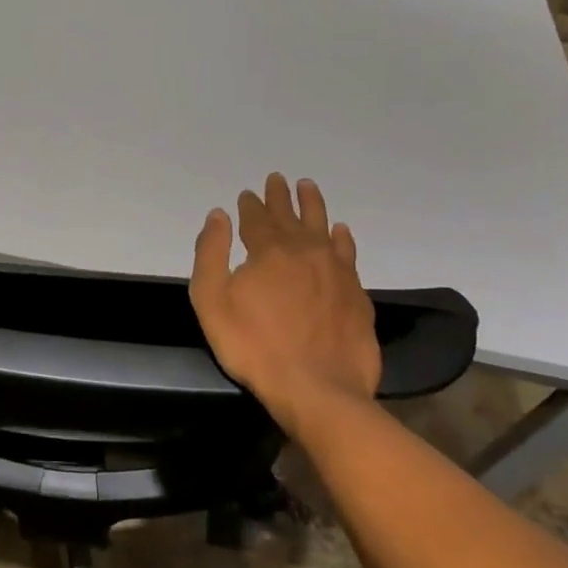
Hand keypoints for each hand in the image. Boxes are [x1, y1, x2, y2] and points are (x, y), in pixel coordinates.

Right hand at [190, 173, 381, 430]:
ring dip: (313, 205)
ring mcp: (335, 271)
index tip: (247, 194)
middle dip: (280, 196)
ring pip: (323, 226)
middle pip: (290, 216)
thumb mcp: (212, 301)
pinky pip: (348, 253)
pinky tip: (340, 232)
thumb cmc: (254, 346)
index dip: (250, 204)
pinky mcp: (356, 294)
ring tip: (308, 187)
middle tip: (278, 178)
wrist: (317, 389)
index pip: (256, 218)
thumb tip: (218, 215)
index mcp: (268, 250)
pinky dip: (341, 238)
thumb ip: (211, 254)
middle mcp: (304, 251)